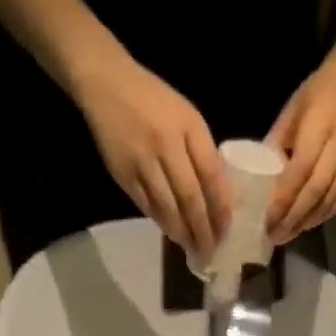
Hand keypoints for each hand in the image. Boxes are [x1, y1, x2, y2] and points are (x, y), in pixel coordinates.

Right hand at [74, 56, 229, 261]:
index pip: (211, 175)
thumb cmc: (154, 101)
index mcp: (188, 126)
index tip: (227, 231)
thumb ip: (202, 152)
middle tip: (211, 251)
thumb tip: (219, 197)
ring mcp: (143, 161)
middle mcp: (166, 144)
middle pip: (190, 198)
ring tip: (193, 249)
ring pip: (168, 208)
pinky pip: (147, 206)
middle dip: (203, 229)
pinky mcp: (124, 174)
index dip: (220, 207)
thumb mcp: (186, 117)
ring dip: (183, 233)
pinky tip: (172, 234)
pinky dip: (162, 222)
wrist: (107, 84)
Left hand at [265, 57, 335, 245]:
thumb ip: (275, 143)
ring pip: (327, 201)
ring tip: (286, 235)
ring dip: (305, 222)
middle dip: (292, 217)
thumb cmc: (317, 95)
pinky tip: (305, 224)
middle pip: (314, 192)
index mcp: (320, 126)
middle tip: (273, 235)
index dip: (283, 198)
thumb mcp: (291, 111)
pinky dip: (321, 216)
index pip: (300, 170)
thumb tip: (256, 176)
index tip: (266, 218)